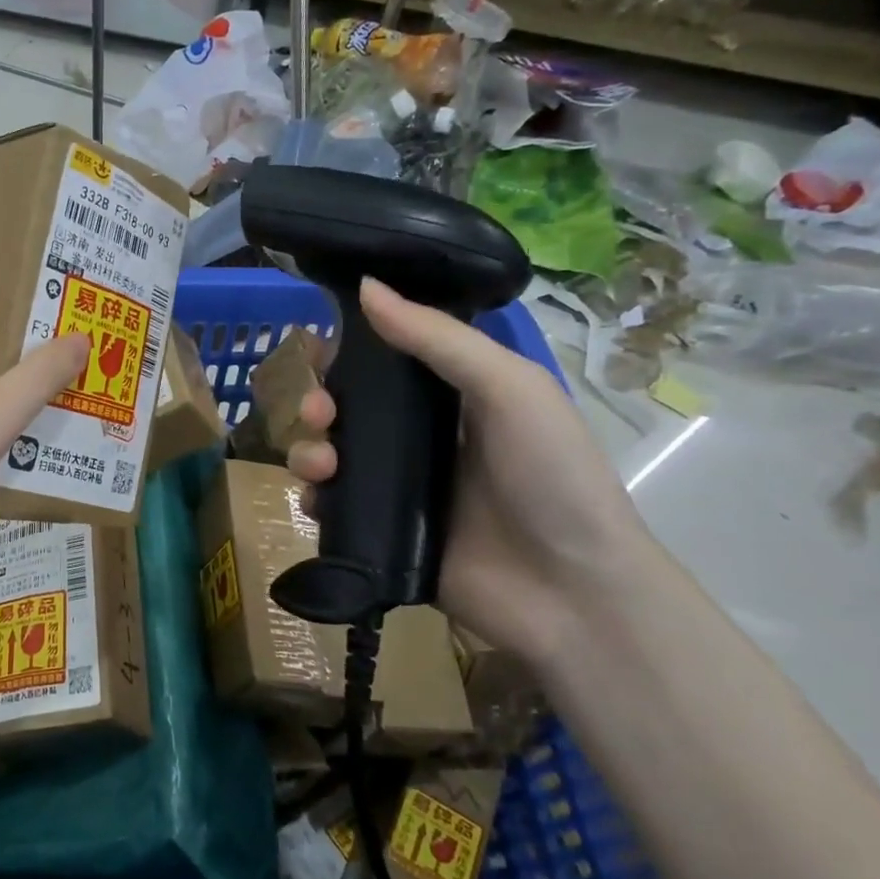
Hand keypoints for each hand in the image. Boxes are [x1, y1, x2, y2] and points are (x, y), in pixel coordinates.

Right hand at [287, 278, 653, 664]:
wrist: (569, 591)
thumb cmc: (551, 475)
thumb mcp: (508, 387)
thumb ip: (436, 337)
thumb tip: (366, 287)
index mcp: (452, 397)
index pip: (385, 361)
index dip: (347, 350)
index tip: (316, 344)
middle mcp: (420, 438)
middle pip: (347, 409)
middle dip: (319, 402)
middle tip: (318, 413)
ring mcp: (398, 489)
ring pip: (332, 456)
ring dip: (310, 450)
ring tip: (320, 465)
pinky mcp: (381, 534)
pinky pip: (331, 509)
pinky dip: (316, 500)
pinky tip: (319, 501)